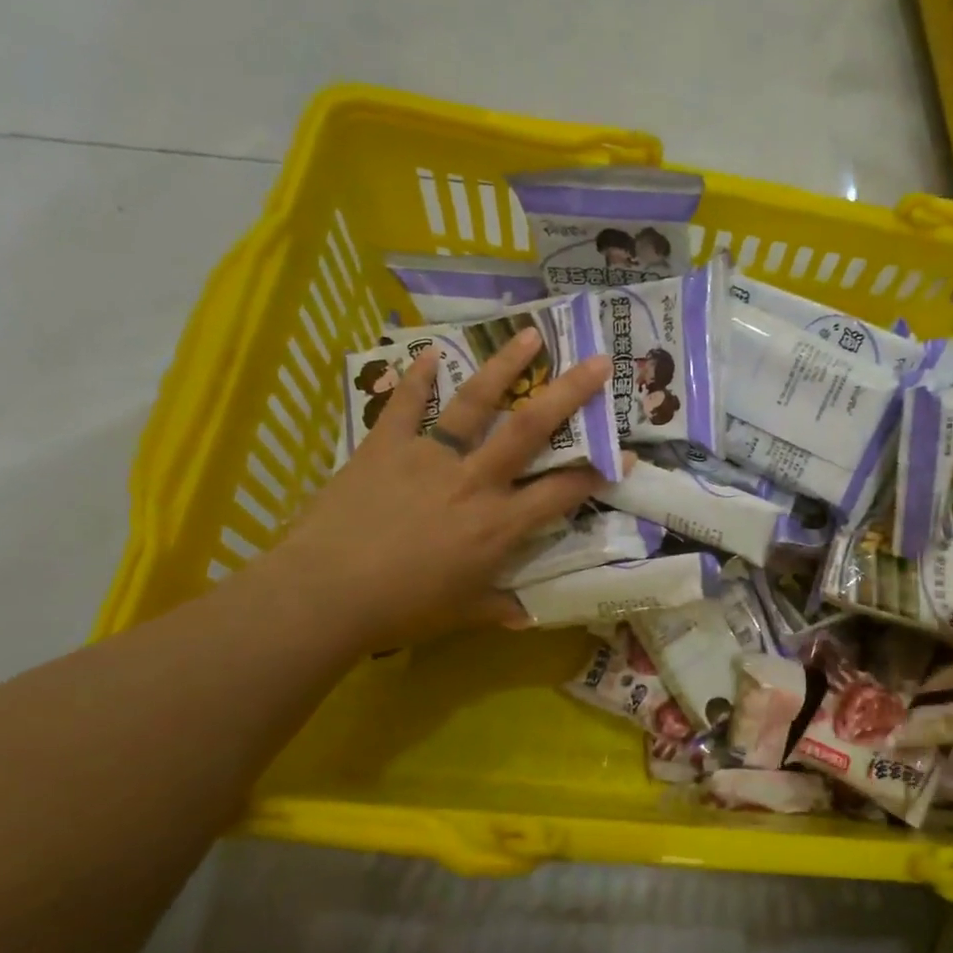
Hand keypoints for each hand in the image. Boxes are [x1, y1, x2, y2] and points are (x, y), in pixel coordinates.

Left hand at [267, 329, 613, 655]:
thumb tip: (526, 617)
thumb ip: (499, 607)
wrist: (325, 594)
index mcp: (499, 525)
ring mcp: (430, 458)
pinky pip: (404, 406)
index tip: (627, 453)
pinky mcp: (386, 448)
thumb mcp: (462, 613)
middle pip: (530, 429)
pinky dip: (416, 378)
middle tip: (599, 362)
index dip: (599, 472)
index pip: (562, 492)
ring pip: (475, 404)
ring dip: (505, 366)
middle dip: (569, 394)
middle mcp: (475, 481)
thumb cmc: (403, 609)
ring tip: (529, 334)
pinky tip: (429, 353)